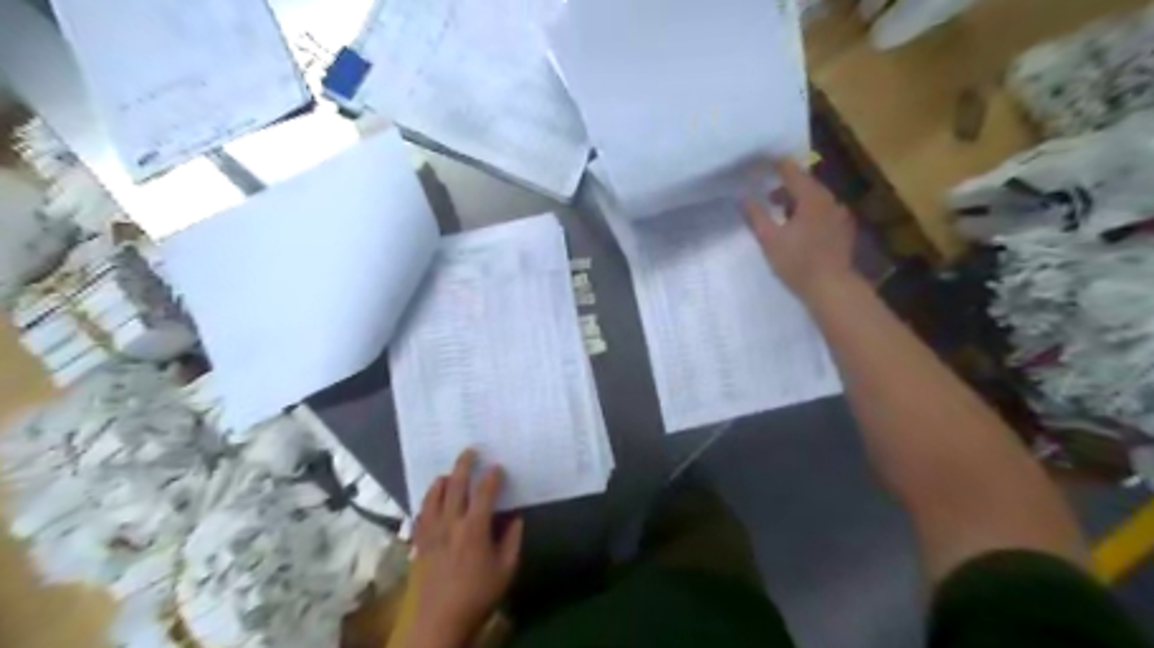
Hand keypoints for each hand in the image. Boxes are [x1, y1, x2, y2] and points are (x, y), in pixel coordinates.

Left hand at [404, 452, 524, 646]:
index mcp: (474, 528)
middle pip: (456, 485)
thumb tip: (516, 518)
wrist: (438, 621)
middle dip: (464, 464)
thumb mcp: (505, 570)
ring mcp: (431, 531)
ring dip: (443, 480)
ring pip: (434, 495)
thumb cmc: (477, 595)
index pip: (484, 492)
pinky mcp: (419, 542)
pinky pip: (421, 513)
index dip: (492, 476)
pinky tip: (431, 500)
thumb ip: (512, 540)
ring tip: (450, 473)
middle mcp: (450, 523)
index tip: (498, 467)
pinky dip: (427, 500)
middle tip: (470, 451)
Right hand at [750, 161, 854, 300]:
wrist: (831, 287)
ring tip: (780, 216)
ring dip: (796, 202)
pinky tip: (799, 229)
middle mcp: (829, 199)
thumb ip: (755, 214)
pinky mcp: (844, 229)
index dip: (774, 165)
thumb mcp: (769, 238)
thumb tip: (742, 195)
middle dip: (785, 187)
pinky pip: (823, 212)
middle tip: (766, 197)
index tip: (759, 165)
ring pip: (815, 199)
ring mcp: (840, 214)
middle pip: (805, 184)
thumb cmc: (797, 262)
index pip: (791, 170)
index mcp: (811, 197)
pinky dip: (809, 213)